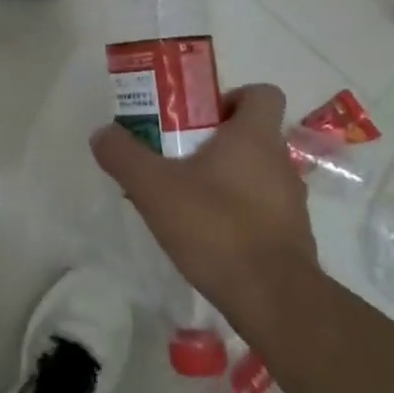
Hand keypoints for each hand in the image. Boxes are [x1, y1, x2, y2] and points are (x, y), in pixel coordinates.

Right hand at [90, 84, 316, 318]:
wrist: (273, 299)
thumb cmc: (216, 227)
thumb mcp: (154, 188)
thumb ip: (124, 156)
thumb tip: (102, 133)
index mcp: (254, 137)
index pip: (262, 93)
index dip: (232, 97)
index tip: (199, 117)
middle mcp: (280, 161)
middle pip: (253, 134)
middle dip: (215, 141)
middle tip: (176, 156)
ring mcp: (291, 201)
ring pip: (256, 173)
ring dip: (226, 178)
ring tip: (185, 199)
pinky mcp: (291, 236)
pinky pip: (261, 209)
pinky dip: (237, 212)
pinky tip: (206, 234)